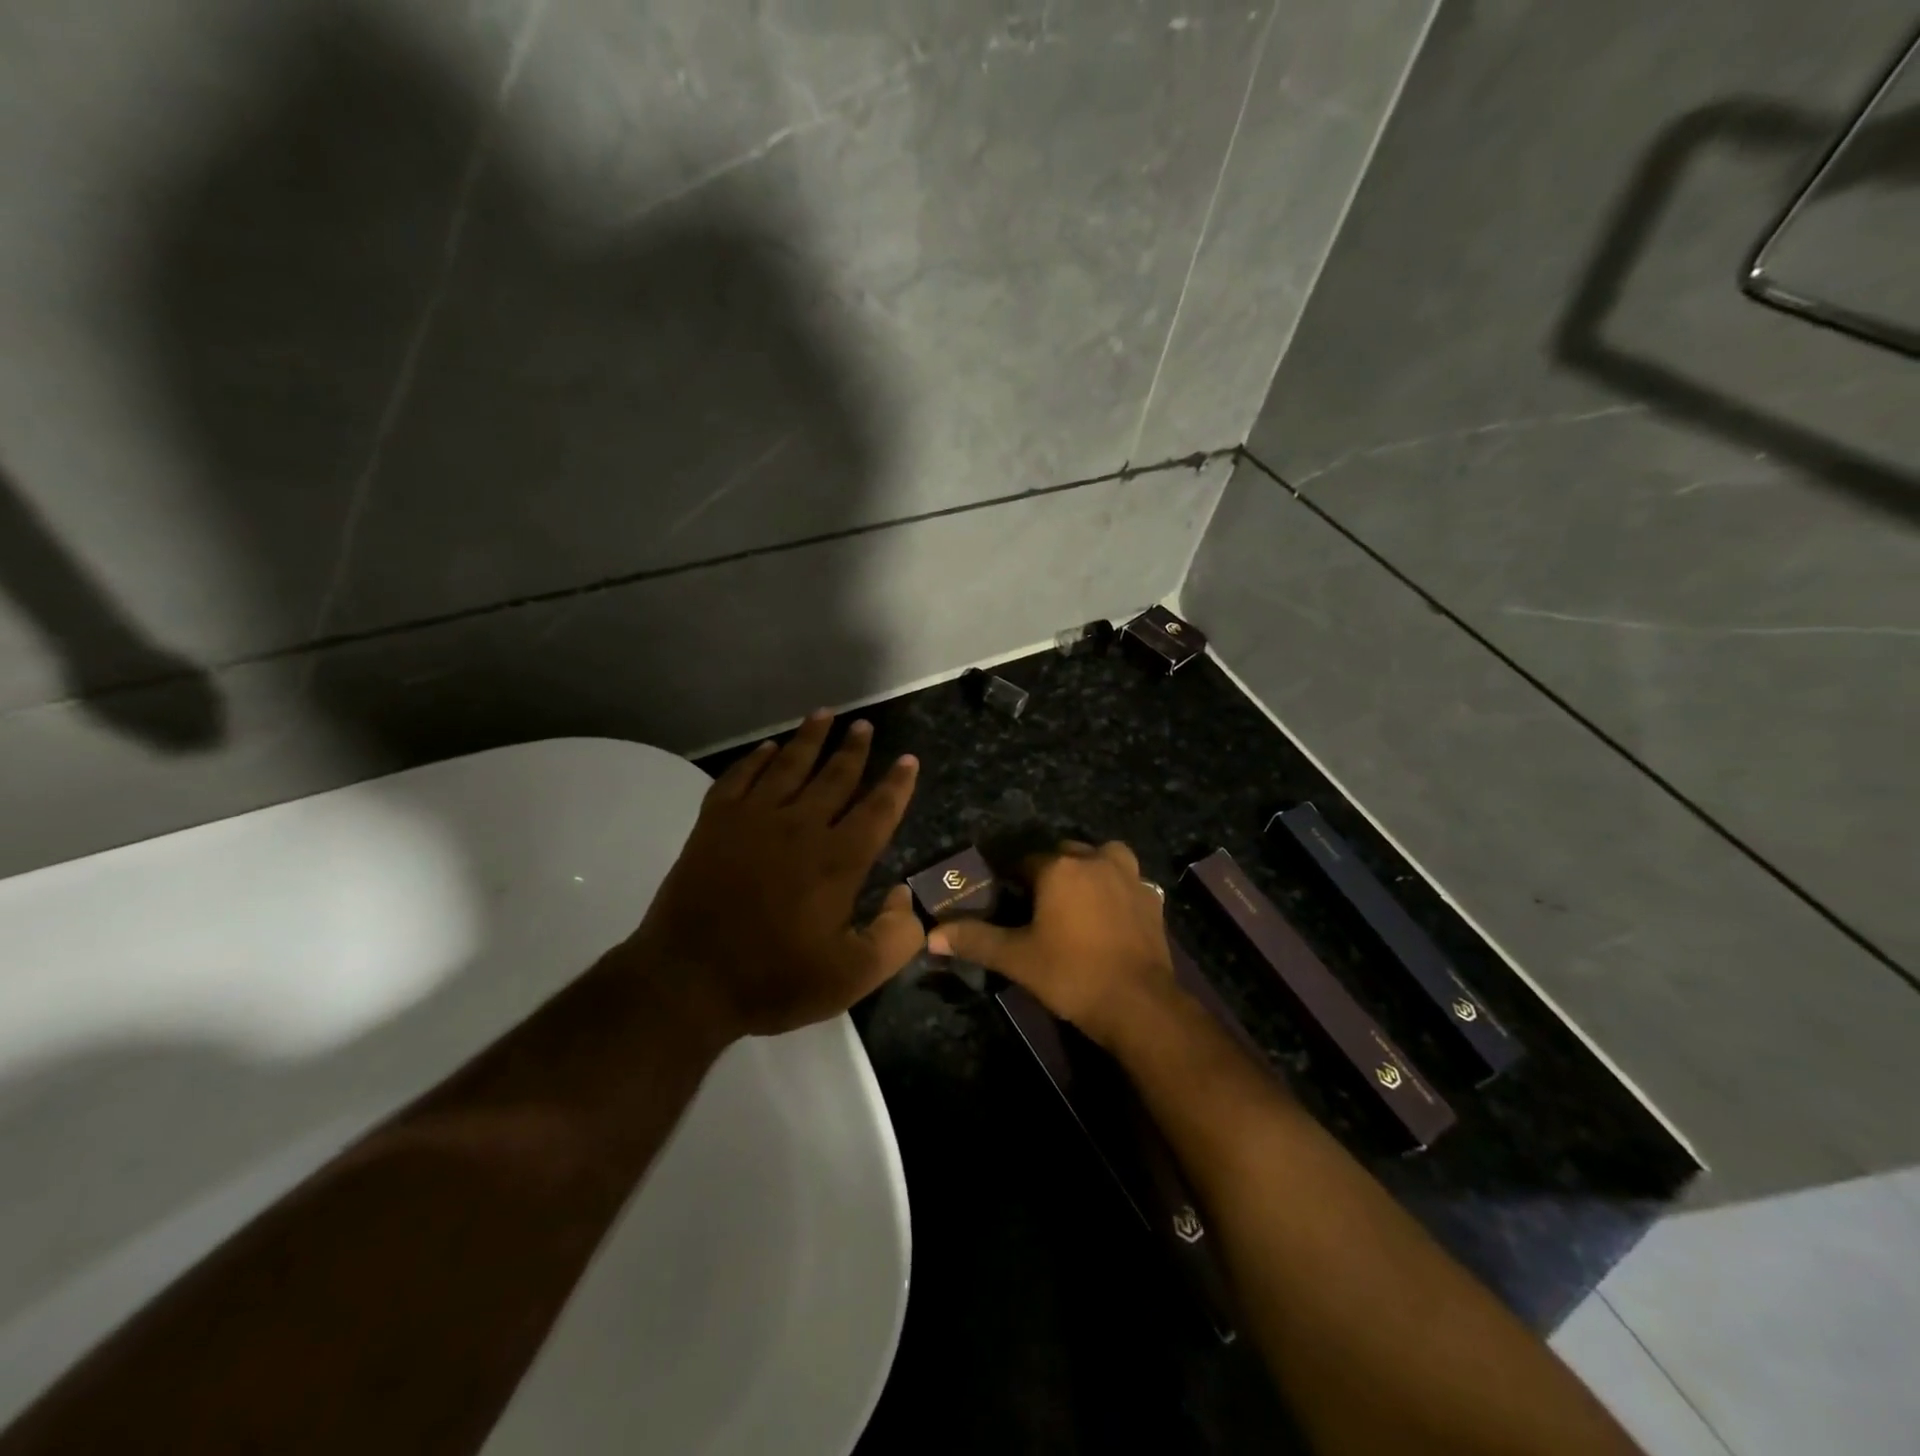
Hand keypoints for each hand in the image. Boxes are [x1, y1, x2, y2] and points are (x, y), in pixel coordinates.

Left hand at [625, 710, 924, 1039]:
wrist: (687, 981)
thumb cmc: (773, 980)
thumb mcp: (852, 977)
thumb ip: (894, 938)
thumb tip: (907, 897)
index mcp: (838, 860)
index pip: (878, 810)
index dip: (897, 784)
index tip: (908, 759)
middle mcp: (800, 827)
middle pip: (834, 776)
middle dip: (853, 749)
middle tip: (864, 725)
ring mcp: (753, 820)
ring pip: (788, 766)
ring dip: (809, 738)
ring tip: (824, 714)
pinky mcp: (714, 823)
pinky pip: (740, 777)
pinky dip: (755, 759)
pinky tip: (766, 749)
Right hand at [926, 840, 1178, 1048]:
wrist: (1139, 1004)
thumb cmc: (1072, 974)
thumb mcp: (1017, 959)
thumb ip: (975, 940)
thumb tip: (932, 934)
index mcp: (1059, 868)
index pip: (1024, 862)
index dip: (1012, 881)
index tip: (1006, 902)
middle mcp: (1095, 861)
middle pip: (1064, 853)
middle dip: (1050, 871)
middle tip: (1039, 905)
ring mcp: (1129, 877)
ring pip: (1103, 857)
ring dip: (1090, 869)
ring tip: (1079, 899)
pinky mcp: (1152, 898)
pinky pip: (1129, 881)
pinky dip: (1117, 889)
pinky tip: (1111, 915)